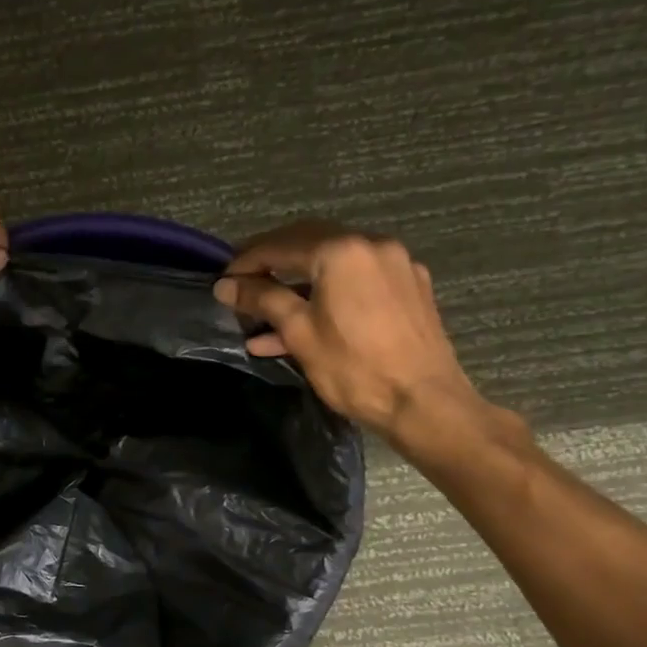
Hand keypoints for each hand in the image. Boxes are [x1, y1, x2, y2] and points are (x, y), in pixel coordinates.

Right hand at [214, 222, 484, 440]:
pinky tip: (306, 321)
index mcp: (341, 251)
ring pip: (333, 263)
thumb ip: (261, 299)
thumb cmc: (354, 369)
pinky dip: (327, 293)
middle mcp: (372, 244)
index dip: (245, 263)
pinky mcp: (410, 287)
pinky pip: (357, 280)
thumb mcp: (299, 332)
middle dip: (271, 264)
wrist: (424, 403)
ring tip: (267, 314)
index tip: (222, 283)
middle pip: (308, 244)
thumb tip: (226, 285)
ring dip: (297, 283)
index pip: (279, 245)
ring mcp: (396, 264)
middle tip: (243, 288)